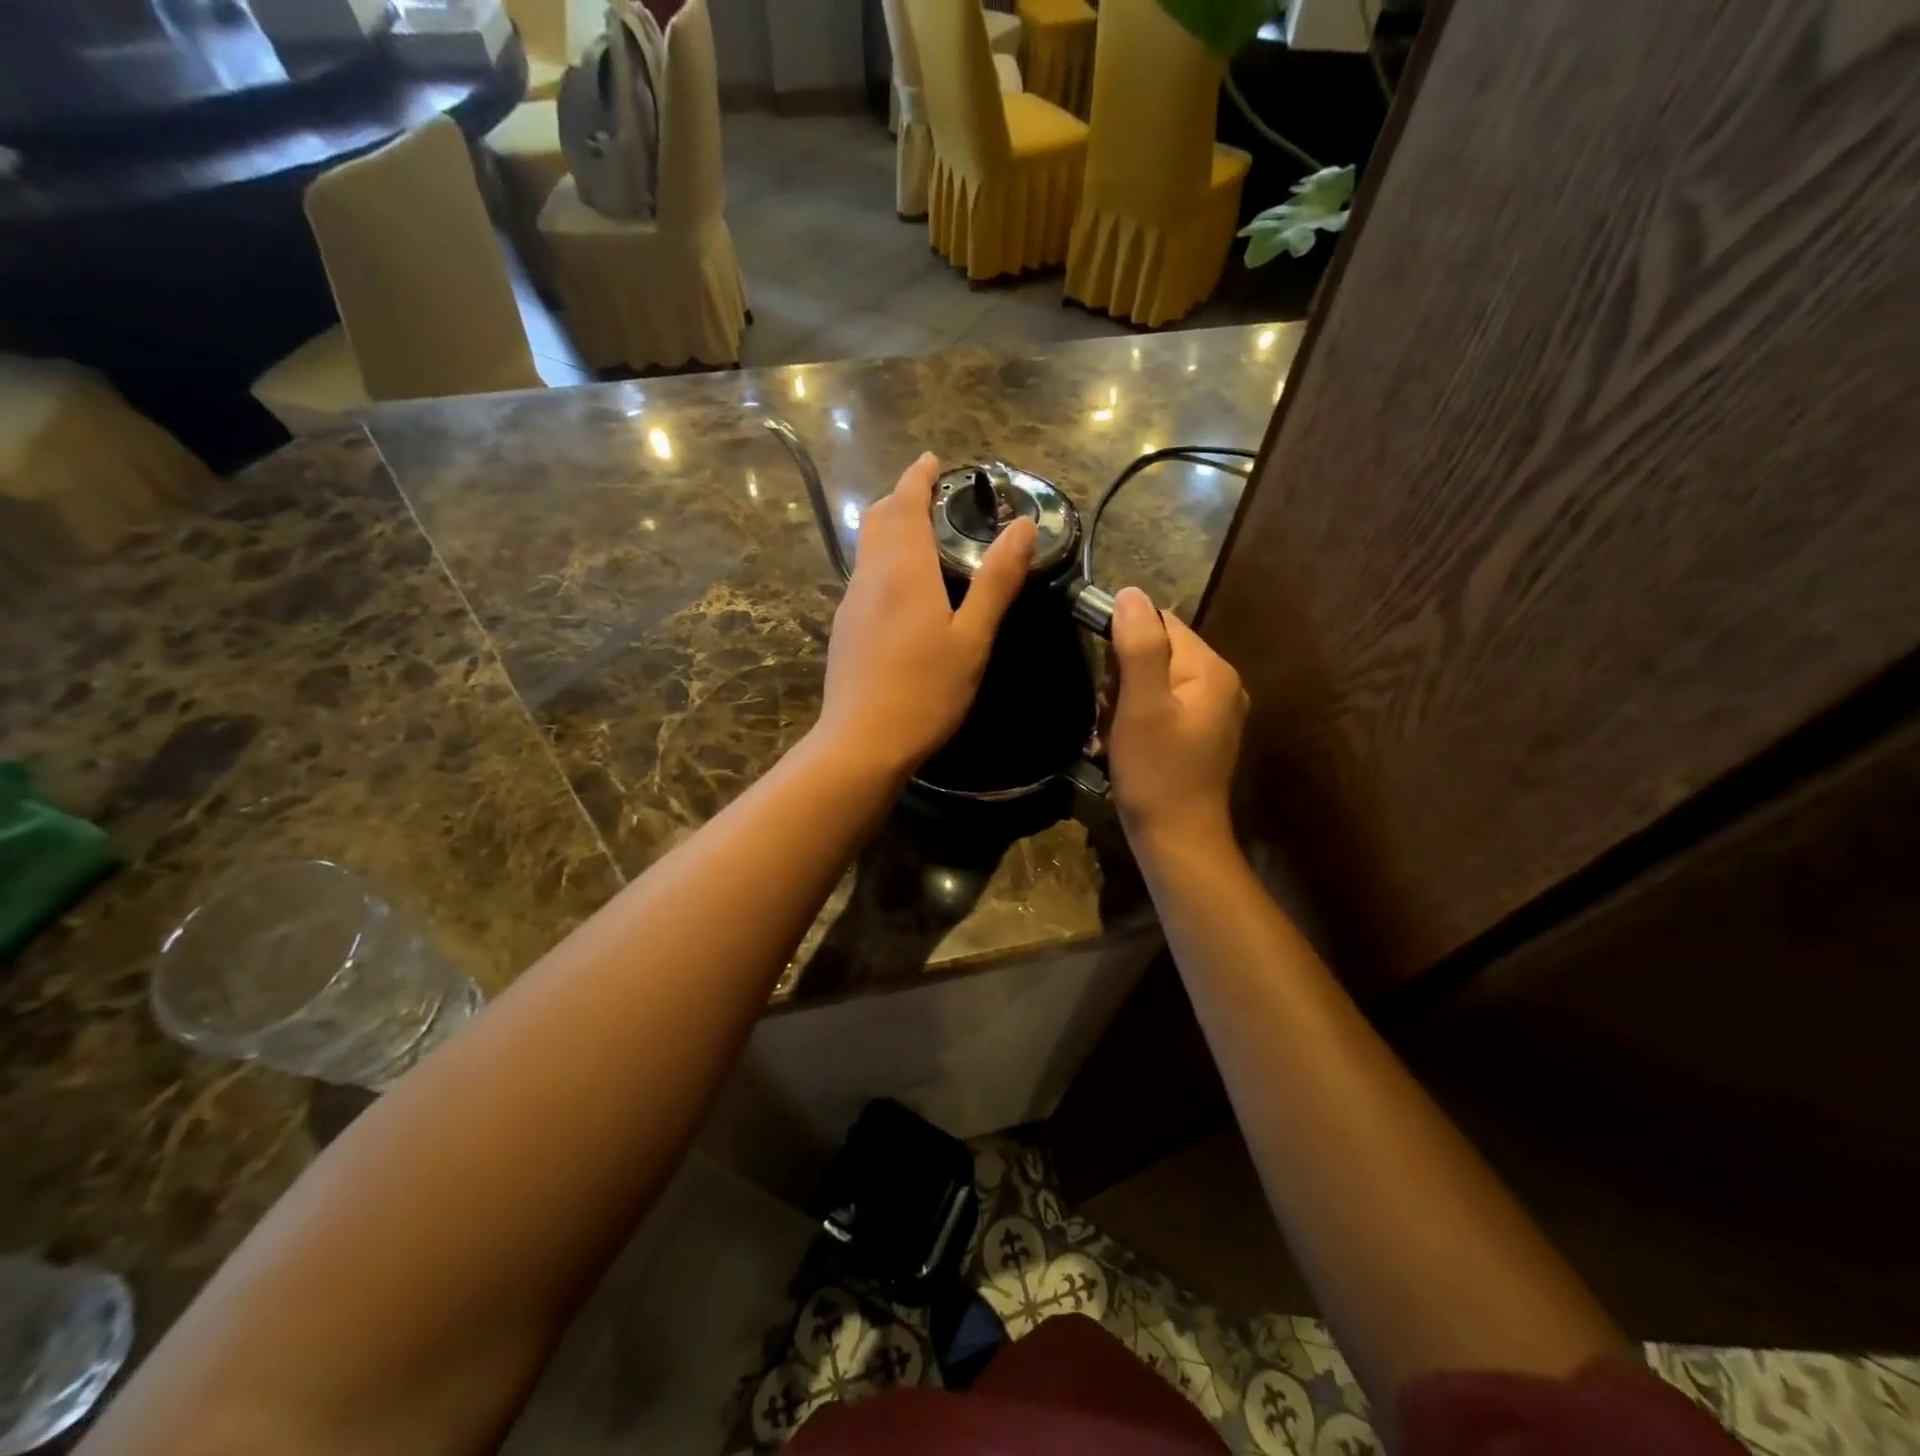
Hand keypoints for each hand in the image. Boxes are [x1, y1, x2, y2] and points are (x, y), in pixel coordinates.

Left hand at [816, 453, 1035, 776]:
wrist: (862, 742)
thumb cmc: (925, 691)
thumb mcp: (972, 638)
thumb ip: (996, 581)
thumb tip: (1022, 526)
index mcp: (904, 571)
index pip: (906, 504)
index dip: (919, 477)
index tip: (934, 460)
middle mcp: (871, 576)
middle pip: (878, 518)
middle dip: (901, 496)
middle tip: (929, 493)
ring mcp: (851, 602)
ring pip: (867, 546)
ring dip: (889, 525)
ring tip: (919, 531)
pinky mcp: (845, 628)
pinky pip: (863, 574)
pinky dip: (882, 557)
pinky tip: (901, 585)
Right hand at [1107, 587, 1247, 852]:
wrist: (1177, 840)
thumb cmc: (1157, 772)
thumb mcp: (1142, 705)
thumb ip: (1138, 646)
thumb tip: (1130, 593)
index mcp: (1211, 670)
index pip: (1161, 623)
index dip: (1124, 642)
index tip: (1106, 679)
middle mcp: (1220, 684)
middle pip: (1156, 653)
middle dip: (1122, 680)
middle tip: (1112, 716)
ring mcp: (1211, 713)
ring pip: (1151, 683)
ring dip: (1123, 704)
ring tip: (1115, 736)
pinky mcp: (1198, 736)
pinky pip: (1158, 708)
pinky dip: (1135, 722)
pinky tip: (1124, 746)